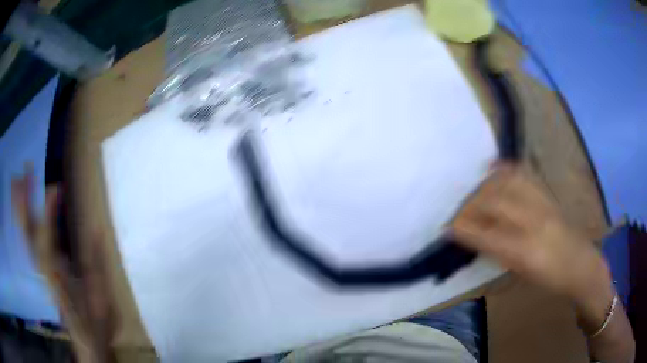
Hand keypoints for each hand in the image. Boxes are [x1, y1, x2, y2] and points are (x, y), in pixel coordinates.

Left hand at [12, 163, 114, 362]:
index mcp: (59, 277)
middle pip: (28, 233)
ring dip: (21, 206)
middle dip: (25, 200)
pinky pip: (29, 240)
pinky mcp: (42, 268)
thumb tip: (98, 227)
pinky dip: (24, 221)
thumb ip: (97, 263)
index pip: (47, 241)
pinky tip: (25, 207)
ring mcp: (41, 268)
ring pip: (25, 233)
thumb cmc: (95, 323)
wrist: (86, 342)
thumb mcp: (101, 298)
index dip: (48, 214)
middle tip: (26, 169)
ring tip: (19, 179)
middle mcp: (44, 269)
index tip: (55, 188)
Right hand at [451, 164, 609, 304]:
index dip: (465, 230)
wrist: (582, 265)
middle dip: (472, 205)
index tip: (448, 227)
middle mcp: (534, 222)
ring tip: (475, 193)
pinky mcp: (549, 195)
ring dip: (486, 186)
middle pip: (496, 202)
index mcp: (526, 251)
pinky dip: (506, 169)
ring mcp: (543, 204)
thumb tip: (478, 239)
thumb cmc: (552, 279)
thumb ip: (501, 254)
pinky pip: (525, 175)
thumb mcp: (524, 274)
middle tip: (459, 213)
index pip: (488, 236)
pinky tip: (494, 168)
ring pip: (509, 183)